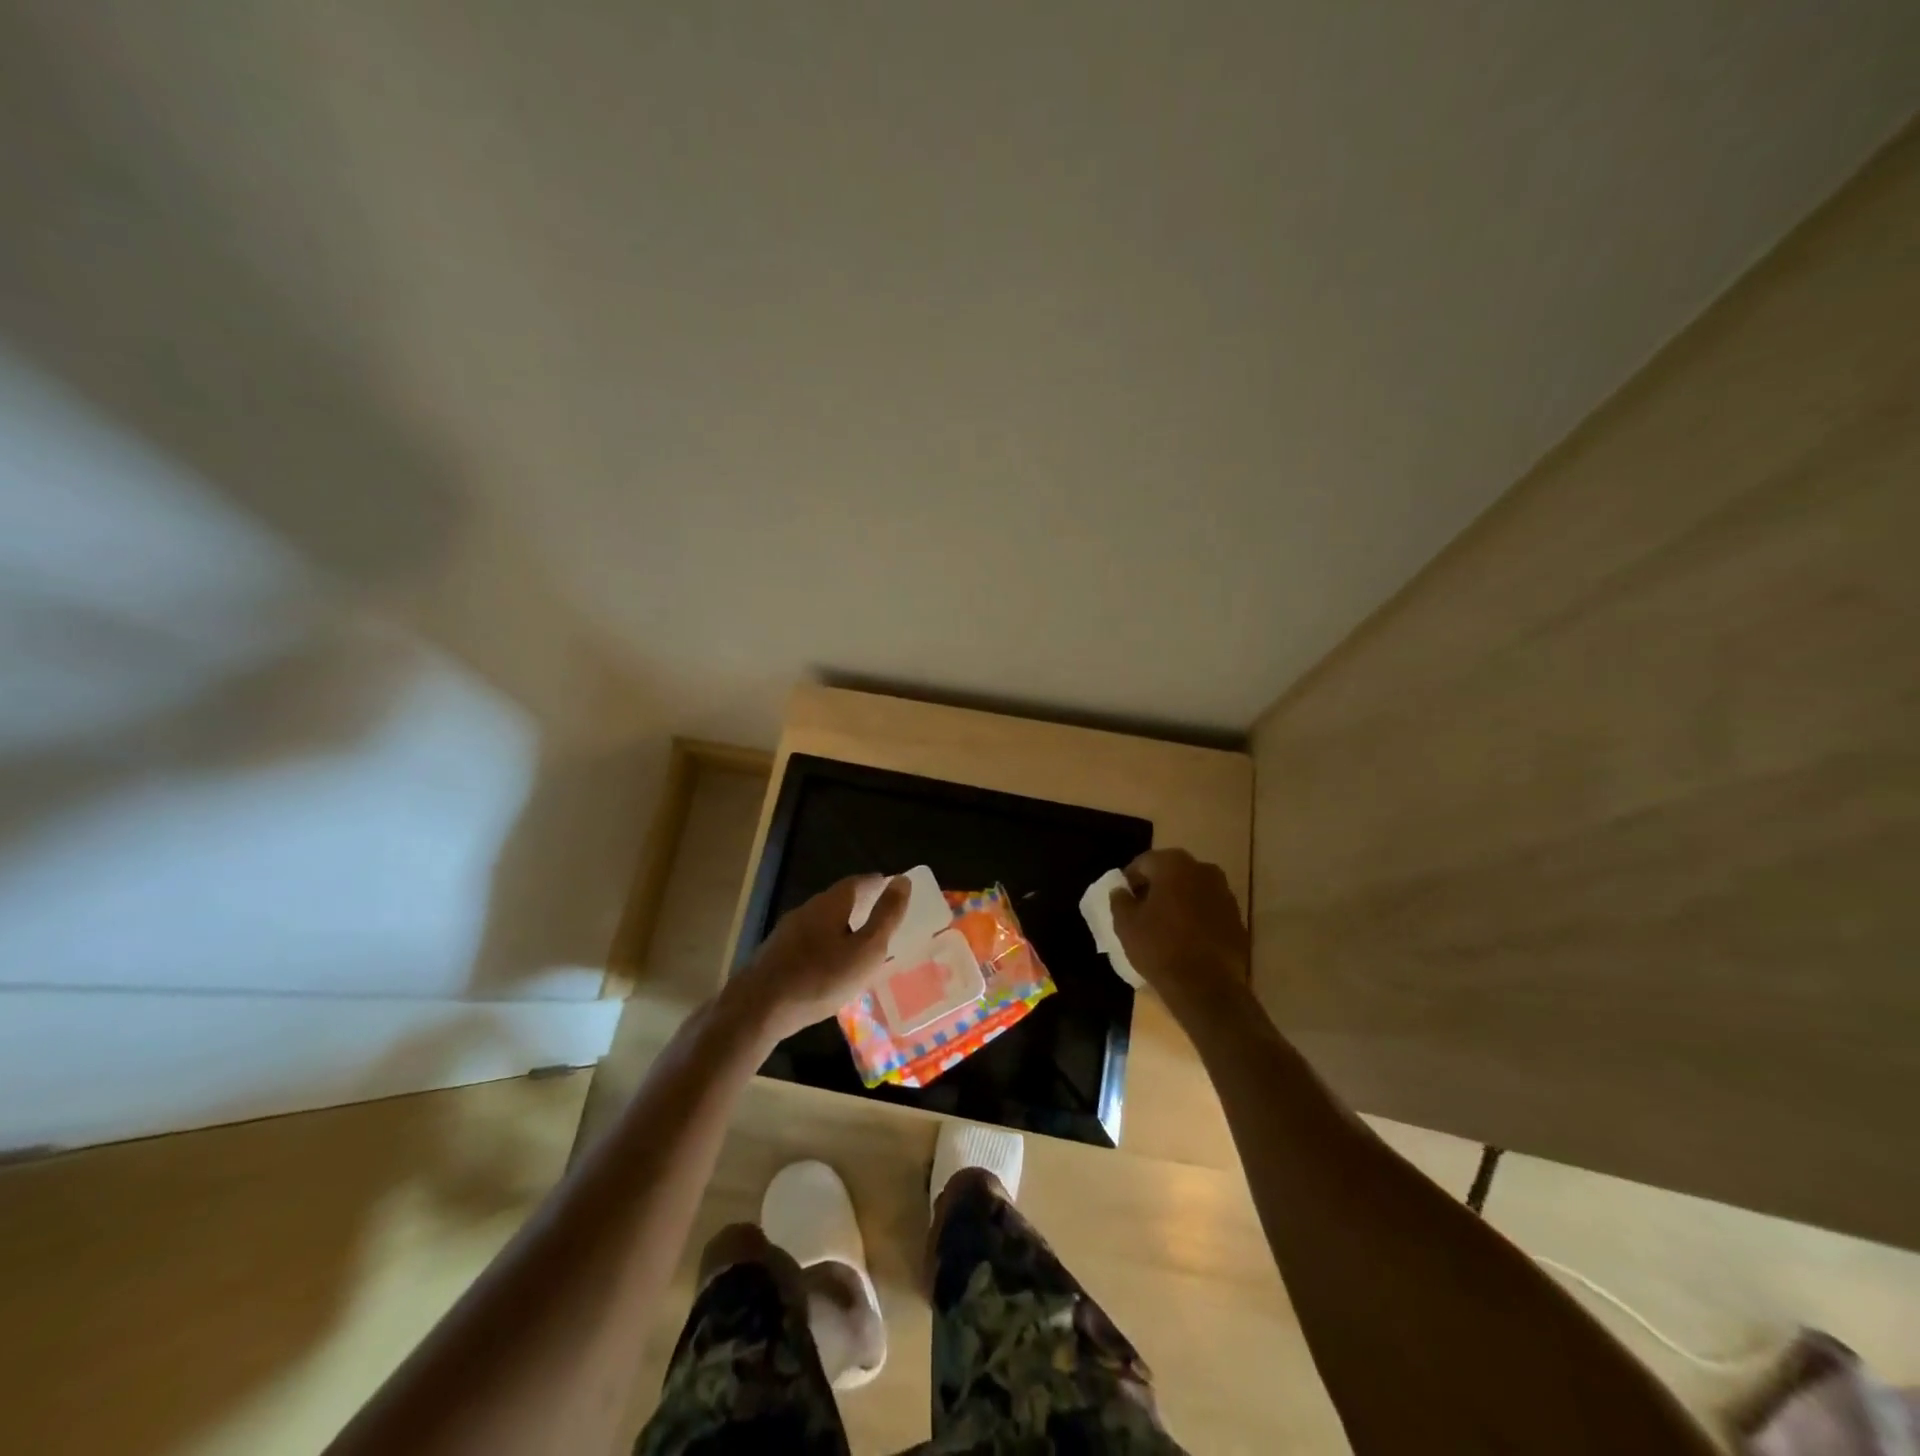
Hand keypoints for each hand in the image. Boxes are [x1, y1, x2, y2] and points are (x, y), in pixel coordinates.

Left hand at [727, 874, 909, 1041]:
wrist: (757, 1009)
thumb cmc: (820, 978)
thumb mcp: (865, 950)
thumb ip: (886, 917)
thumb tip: (902, 881)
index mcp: (830, 904)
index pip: (857, 882)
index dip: (876, 884)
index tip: (892, 888)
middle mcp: (806, 910)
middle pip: (837, 900)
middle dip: (859, 904)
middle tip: (879, 915)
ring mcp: (787, 932)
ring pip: (821, 921)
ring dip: (841, 926)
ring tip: (858, 942)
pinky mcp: (775, 954)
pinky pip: (808, 941)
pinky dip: (825, 945)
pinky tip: (829, 965)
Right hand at [1110, 848, 1249, 1005]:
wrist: (1208, 987)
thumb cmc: (1160, 948)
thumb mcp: (1126, 925)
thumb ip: (1120, 900)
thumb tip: (1121, 891)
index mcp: (1174, 865)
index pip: (1144, 862)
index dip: (1130, 879)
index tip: (1124, 899)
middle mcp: (1204, 870)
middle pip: (1172, 872)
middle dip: (1156, 887)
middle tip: (1142, 910)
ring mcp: (1225, 894)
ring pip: (1193, 890)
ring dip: (1178, 901)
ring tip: (1164, 926)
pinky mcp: (1238, 919)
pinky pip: (1209, 910)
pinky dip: (1197, 917)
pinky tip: (1186, 939)